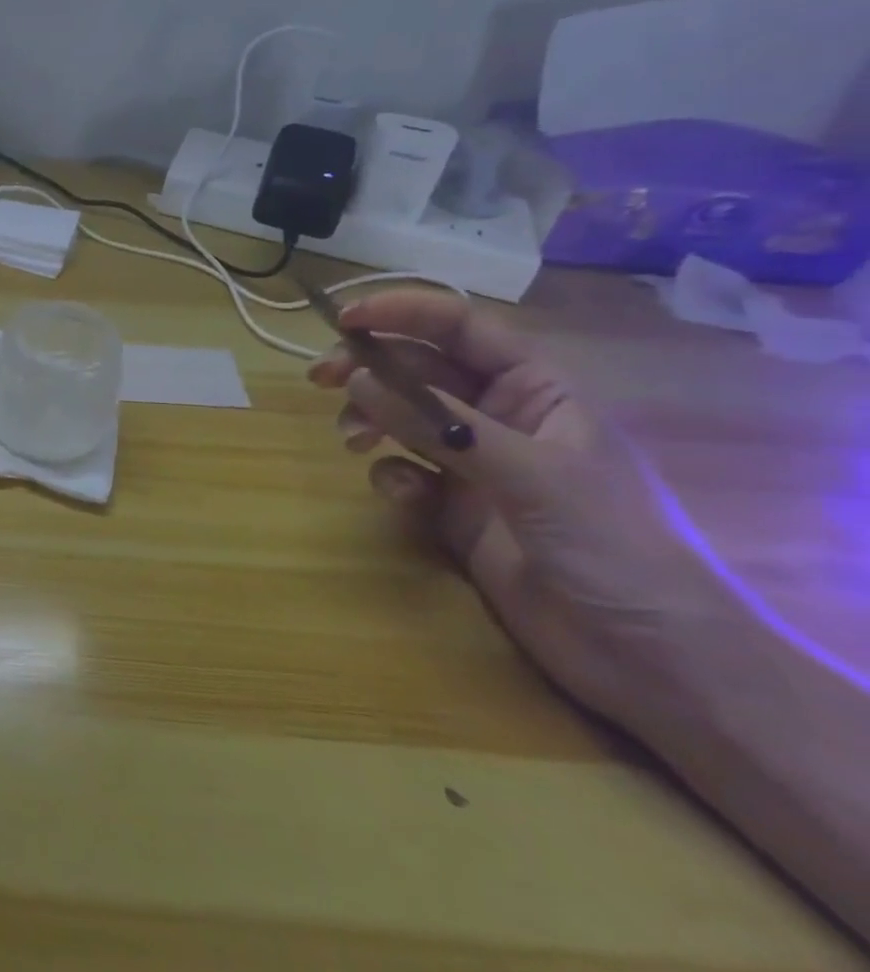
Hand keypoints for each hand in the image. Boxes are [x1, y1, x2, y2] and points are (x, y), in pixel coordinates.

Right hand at [308, 289, 712, 729]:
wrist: (651, 658)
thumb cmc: (613, 545)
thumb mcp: (529, 473)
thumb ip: (440, 425)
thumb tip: (357, 381)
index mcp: (536, 389)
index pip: (460, 328)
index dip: (403, 313)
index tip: (345, 319)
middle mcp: (499, 417)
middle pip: (418, 370)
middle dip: (369, 369)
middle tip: (320, 377)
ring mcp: (475, 464)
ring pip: (402, 417)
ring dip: (370, 419)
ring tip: (351, 440)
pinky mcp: (454, 508)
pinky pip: (404, 471)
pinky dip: (390, 475)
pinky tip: (398, 495)